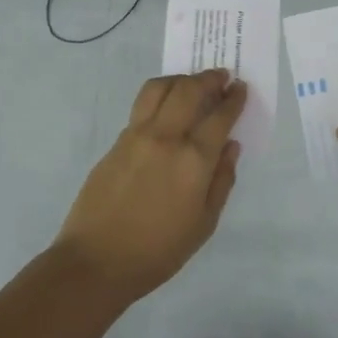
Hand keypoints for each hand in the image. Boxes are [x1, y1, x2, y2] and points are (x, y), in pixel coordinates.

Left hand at [55, 69, 246, 301]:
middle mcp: (166, 137)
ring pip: (160, 88)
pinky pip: (142, 105)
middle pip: (189, 90)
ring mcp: (137, 135)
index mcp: (193, 160)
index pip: (219, 116)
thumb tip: (231, 146)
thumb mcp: (204, 224)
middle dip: (209, 79)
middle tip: (221, 77)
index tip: (240, 88)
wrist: (96, 261)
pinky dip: (160, 95)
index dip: (233, 99)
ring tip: (191, 84)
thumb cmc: (158, 251)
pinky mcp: (117, 141)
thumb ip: (222, 180)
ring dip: (181, 79)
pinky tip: (167, 107)